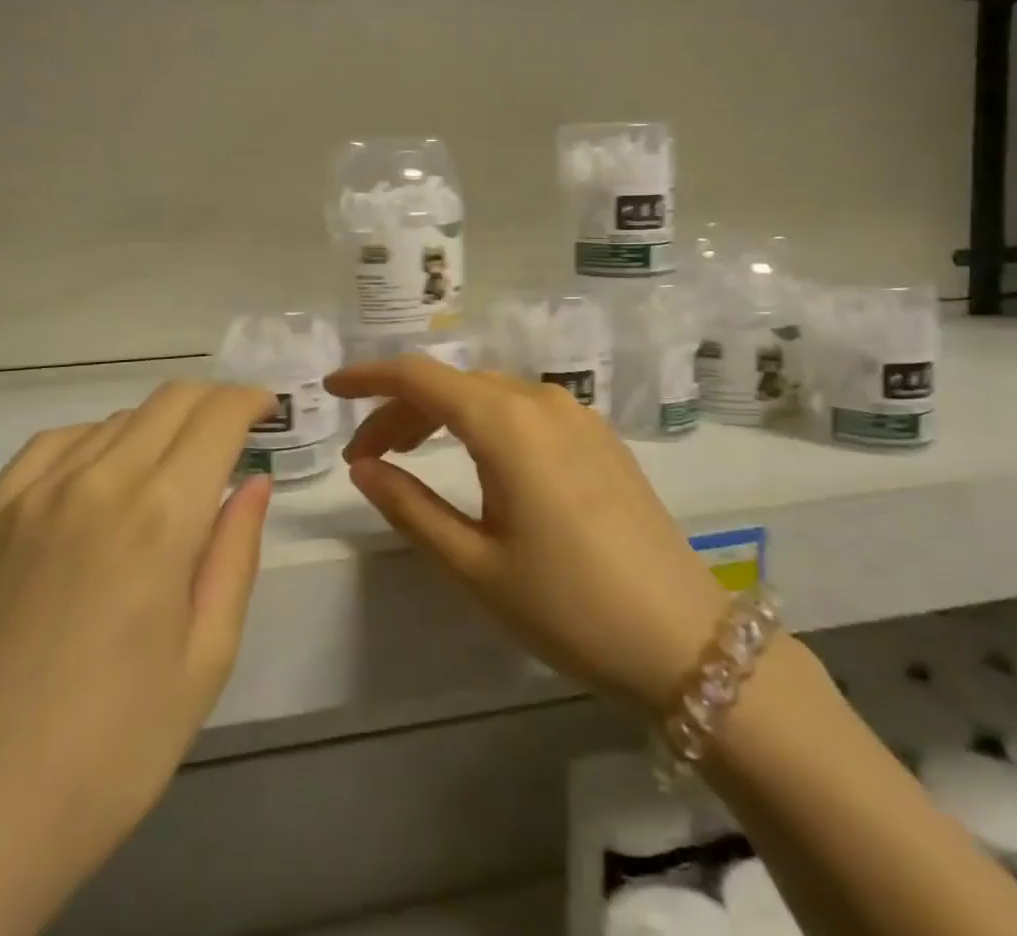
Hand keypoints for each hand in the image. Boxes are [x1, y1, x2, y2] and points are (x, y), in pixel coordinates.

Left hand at [0, 382, 275, 935]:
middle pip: (169, 400)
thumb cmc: (110, 752)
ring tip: (168, 473)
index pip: (217, 417)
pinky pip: (53, 445)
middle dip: (212, 403)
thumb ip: (236, 554)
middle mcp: (97, 482)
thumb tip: (253, 482)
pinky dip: (94, 442)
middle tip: (231, 435)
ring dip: (158, 427)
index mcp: (160, 517)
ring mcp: (30, 494)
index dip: (251, 401)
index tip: (267, 412)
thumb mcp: (205, 661)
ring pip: (114, 419)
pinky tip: (99, 480)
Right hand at [327, 359, 726, 714]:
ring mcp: (576, 414)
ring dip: (441, 415)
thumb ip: (409, 507)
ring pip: (488, 394)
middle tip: (365, 457)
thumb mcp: (474, 565)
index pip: (418, 376)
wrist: (685, 640)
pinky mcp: (598, 435)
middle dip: (400, 410)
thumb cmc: (568, 606)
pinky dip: (482, 422)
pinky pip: (524, 409)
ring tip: (409, 456)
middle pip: (452, 385)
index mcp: (505, 423)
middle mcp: (540, 400)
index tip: (331, 388)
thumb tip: (363, 468)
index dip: (368, 377)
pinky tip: (475, 460)